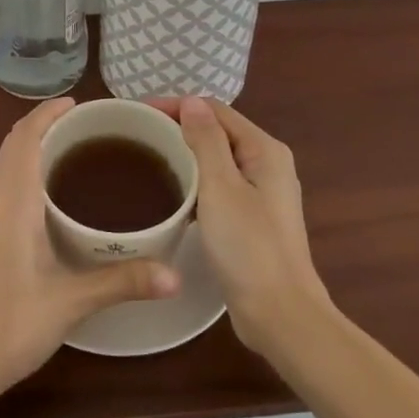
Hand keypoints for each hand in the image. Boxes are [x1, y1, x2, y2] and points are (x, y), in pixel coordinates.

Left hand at [0, 98, 179, 406]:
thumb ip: (122, 282)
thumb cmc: (11, 324)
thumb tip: (175, 275)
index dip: (48, 113)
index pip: (26, 136)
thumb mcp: (71, 302)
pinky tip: (15, 182)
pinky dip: (7, 170)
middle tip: (81, 127)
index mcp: (12, 200)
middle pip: (12, 143)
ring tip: (59, 150)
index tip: (77, 104)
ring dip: (24, 147)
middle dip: (41, 126)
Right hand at [162, 97, 329, 361]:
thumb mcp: (221, 187)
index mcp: (264, 150)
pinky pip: (218, 186)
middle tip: (138, 135)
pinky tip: (171, 194)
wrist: (280, 315)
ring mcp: (262, 193)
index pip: (215, 111)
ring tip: (148, 160)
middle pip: (217, 132)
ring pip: (216, 160)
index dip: (177, 106)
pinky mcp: (252, 219)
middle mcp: (267, 164)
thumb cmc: (249, 247)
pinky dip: (195, 182)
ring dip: (185, 155)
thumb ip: (206, 140)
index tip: (138, 113)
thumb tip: (191, 101)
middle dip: (179, 128)